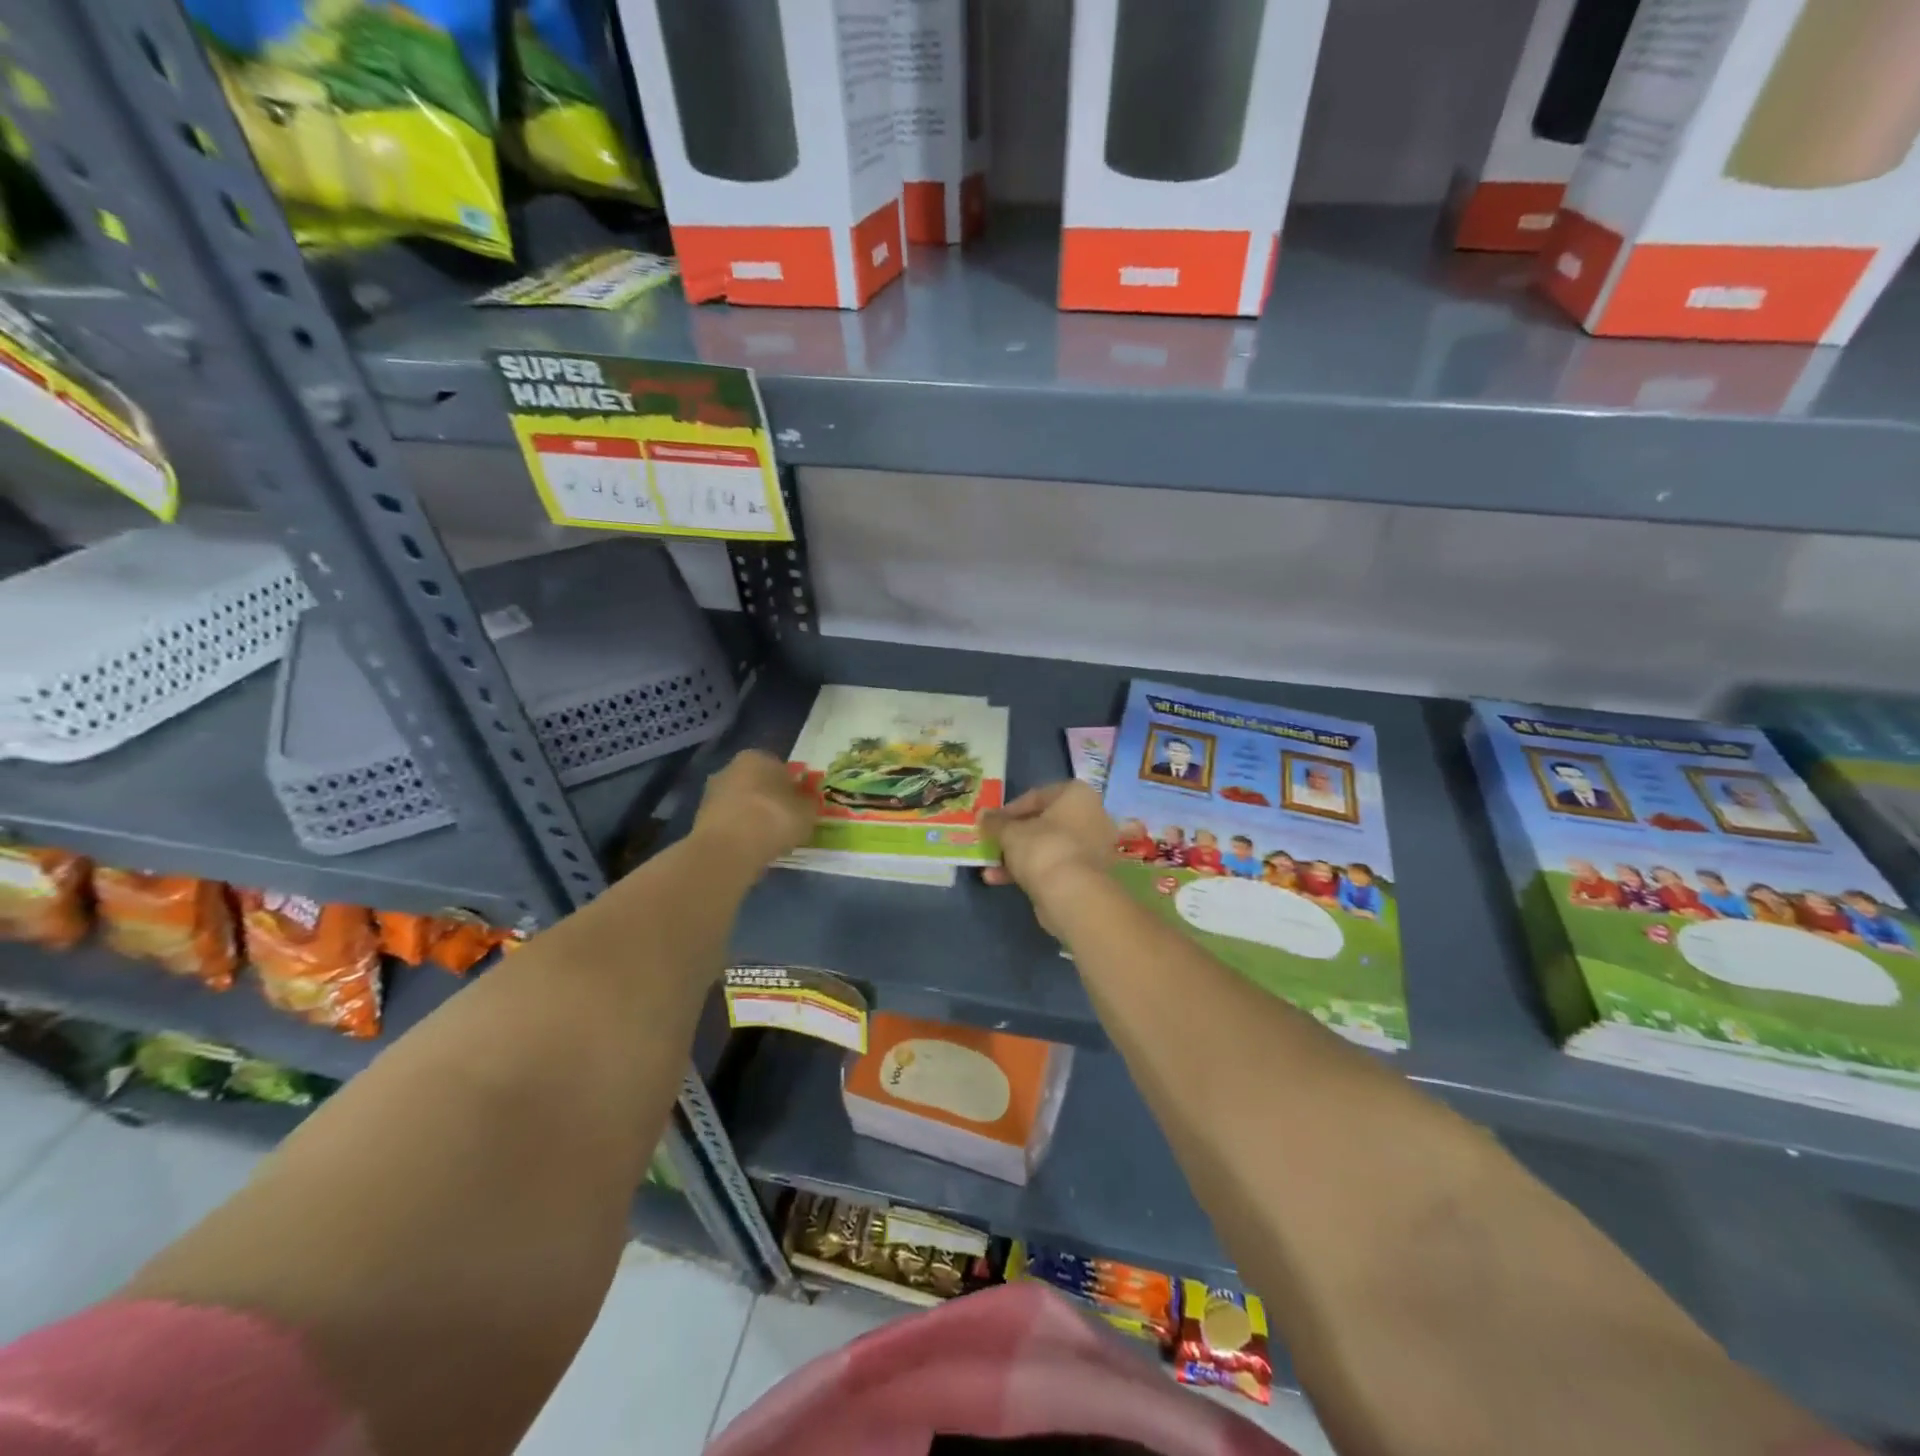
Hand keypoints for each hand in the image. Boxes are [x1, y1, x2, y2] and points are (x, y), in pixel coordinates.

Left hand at [692, 749, 813, 868]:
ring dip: (752, 816)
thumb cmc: (773, 819)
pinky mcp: (700, 819)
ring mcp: (711, 793)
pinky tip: (751, 847)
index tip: (799, 806)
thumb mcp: (807, 811)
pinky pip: (729, 822)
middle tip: (785, 821)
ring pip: (741, 803)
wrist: (728, 850)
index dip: (792, 787)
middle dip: (769, 799)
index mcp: (757, 757)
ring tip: (768, 839)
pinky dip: (739, 832)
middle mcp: (730, 768)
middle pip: (757, 783)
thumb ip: (808, 802)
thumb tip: (805, 800)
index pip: (780, 767)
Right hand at [982, 781, 1115, 910]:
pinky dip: (1030, 871)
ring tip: (989, 869)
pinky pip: (1054, 866)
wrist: (1073, 896)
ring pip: (1047, 847)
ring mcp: (1092, 848)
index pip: (1037, 796)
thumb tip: (982, 814)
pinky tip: (999, 881)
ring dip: (1016, 856)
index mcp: (1077, 795)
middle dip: (1013, 836)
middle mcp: (1091, 817)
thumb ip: (995, 822)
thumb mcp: (1010, 832)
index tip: (991, 822)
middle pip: (1043, 823)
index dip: (1009, 810)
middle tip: (992, 844)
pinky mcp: (1087, 875)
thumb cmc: (1043, 848)